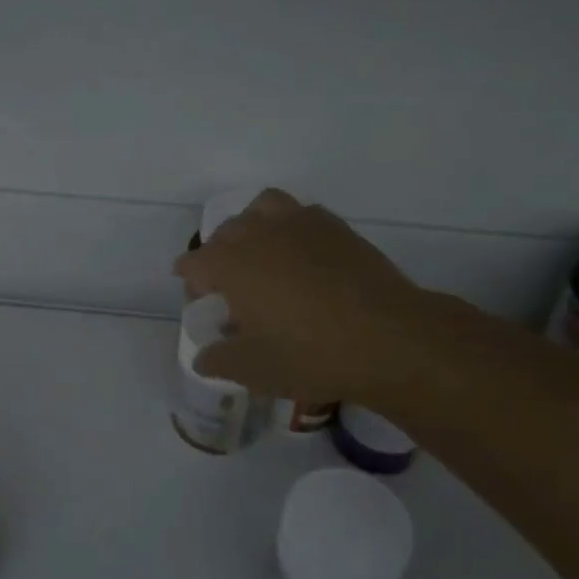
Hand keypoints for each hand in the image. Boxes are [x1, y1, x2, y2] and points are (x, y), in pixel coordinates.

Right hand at [173, 190, 433, 404]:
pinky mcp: (335, 226)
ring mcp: (300, 223)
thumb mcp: (253, 370)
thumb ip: (218, 360)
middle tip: (232, 291)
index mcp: (231, 263)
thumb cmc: (309, 354)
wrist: (387, 338)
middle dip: (219, 256)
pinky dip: (291, 229)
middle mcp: (259, 232)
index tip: (202, 305)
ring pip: (262, 209)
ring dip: (253, 227)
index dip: (191, 284)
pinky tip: (303, 259)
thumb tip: (205, 357)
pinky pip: (300, 215)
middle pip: (225, 233)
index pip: (193, 264)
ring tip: (263, 257)